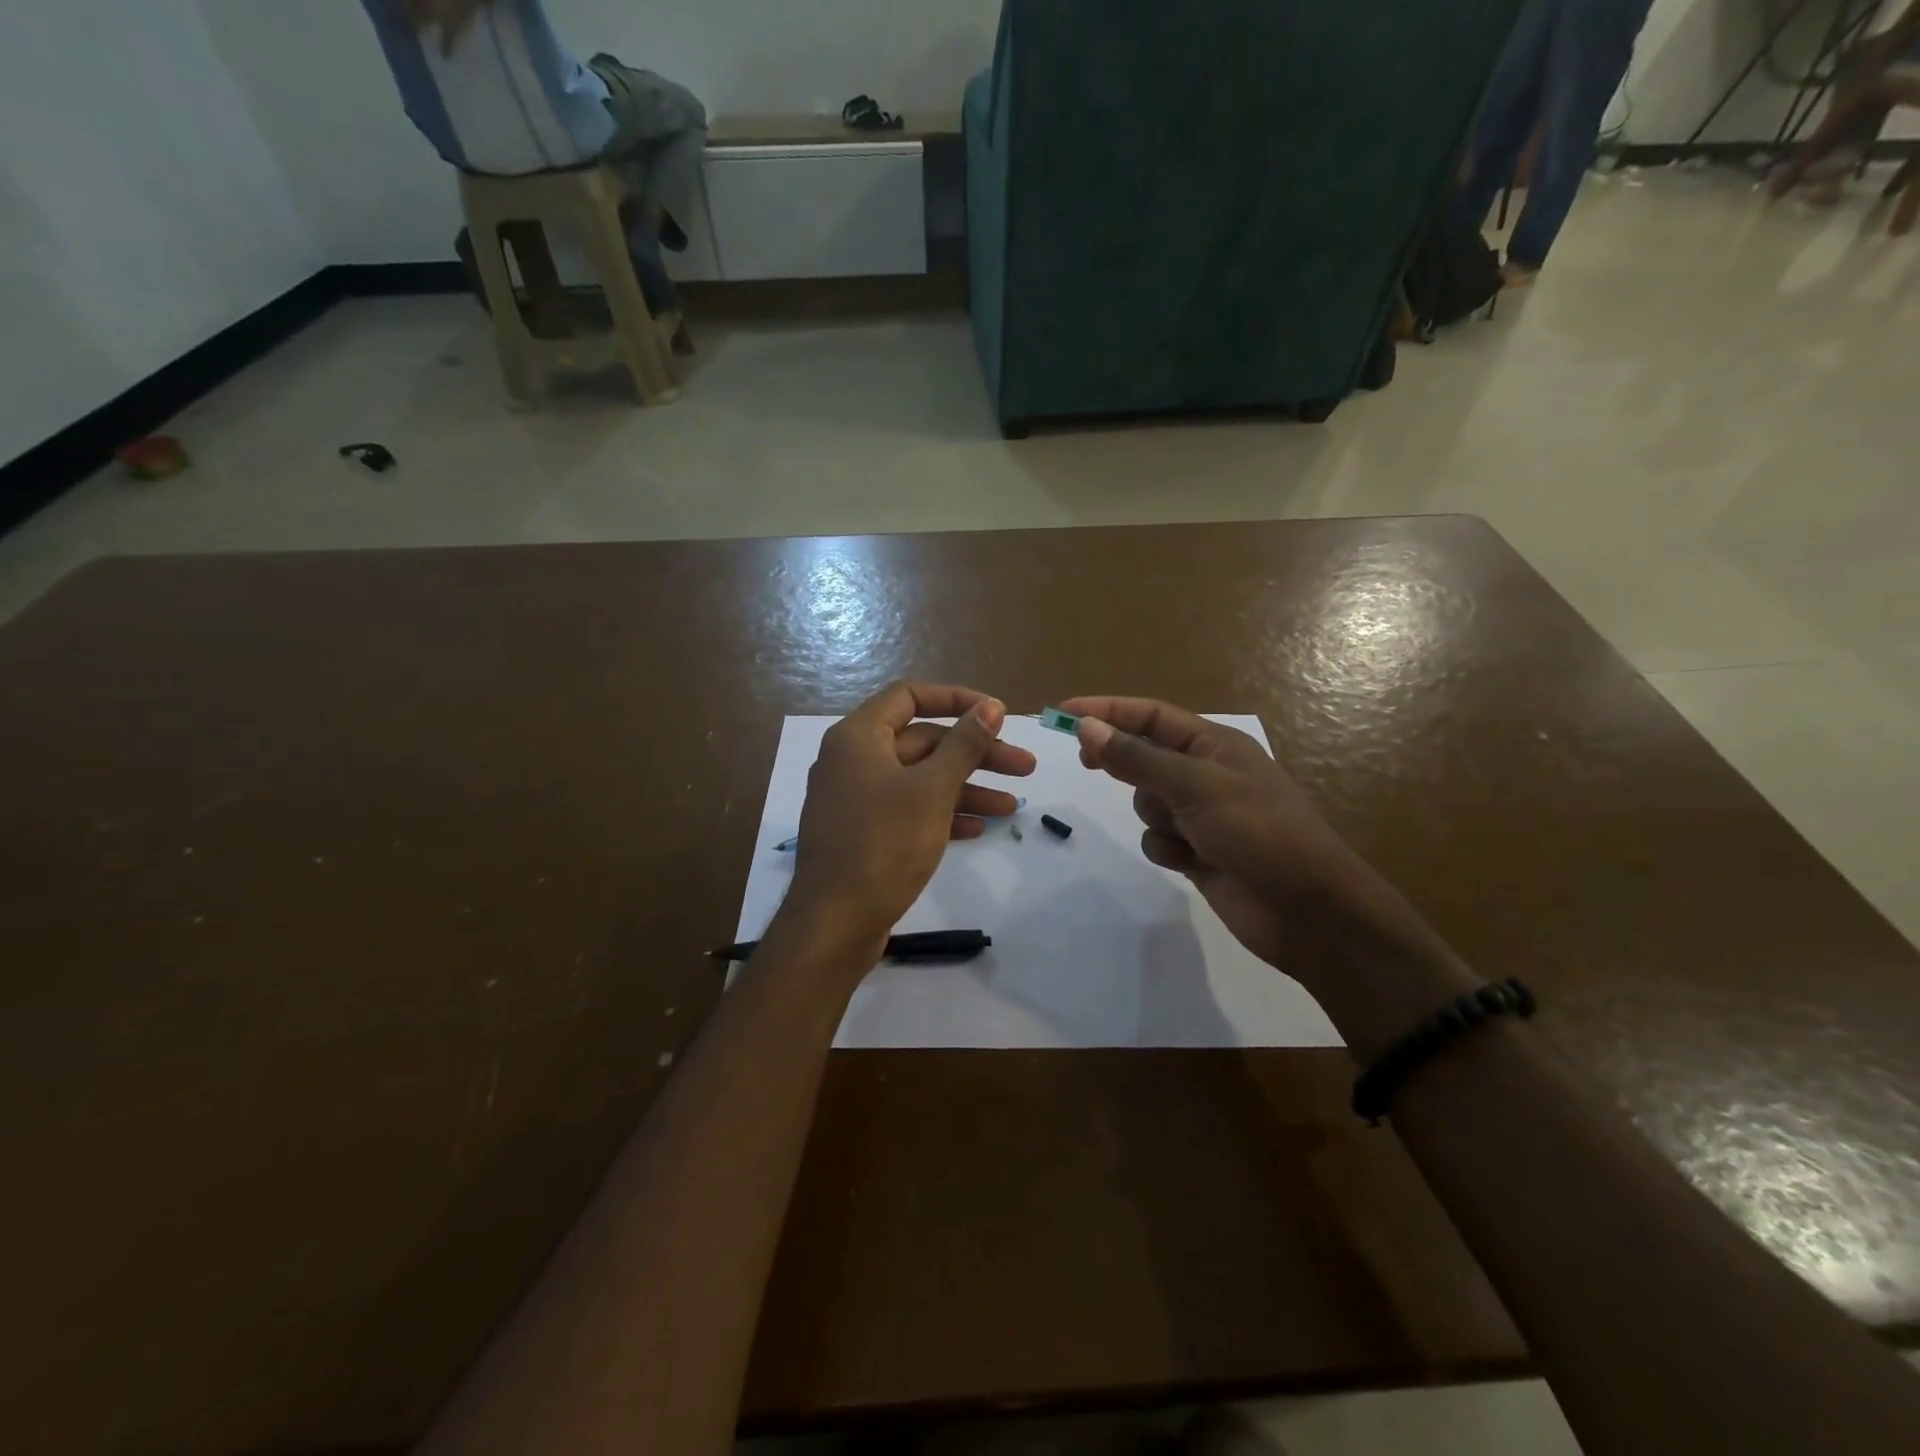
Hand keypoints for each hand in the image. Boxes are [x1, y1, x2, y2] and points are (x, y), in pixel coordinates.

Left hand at [784, 682, 1035, 955]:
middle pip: (922, 741)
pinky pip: (908, 809)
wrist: (835, 922)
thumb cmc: (884, 844)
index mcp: (859, 736)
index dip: (957, 699)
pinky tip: (979, 829)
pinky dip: (942, 814)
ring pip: (919, 779)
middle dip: (975, 753)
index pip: (910, 696)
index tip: (997, 714)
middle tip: (1024, 768)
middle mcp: (853, 760)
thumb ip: (964, 744)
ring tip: (1012, 807)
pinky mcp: (863, 832)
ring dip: (966, 788)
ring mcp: (856, 798)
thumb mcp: (932, 789)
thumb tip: (991, 707)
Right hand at [1059, 696, 1383, 978]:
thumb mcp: (1195, 787)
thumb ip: (1137, 759)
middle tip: (1084, 762)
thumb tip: (1087, 727)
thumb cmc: (1258, 832)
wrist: (1306, 910)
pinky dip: (1167, 849)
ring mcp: (1200, 814)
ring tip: (1184, 833)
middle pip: (1143, 755)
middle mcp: (1204, 773)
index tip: (1064, 714)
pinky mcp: (1197, 850)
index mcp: (1213, 745)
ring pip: (1146, 801)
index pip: (1150, 716)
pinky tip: (1191, 862)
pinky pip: (1158, 839)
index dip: (1107, 710)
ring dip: (1155, 816)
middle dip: (1121, 762)